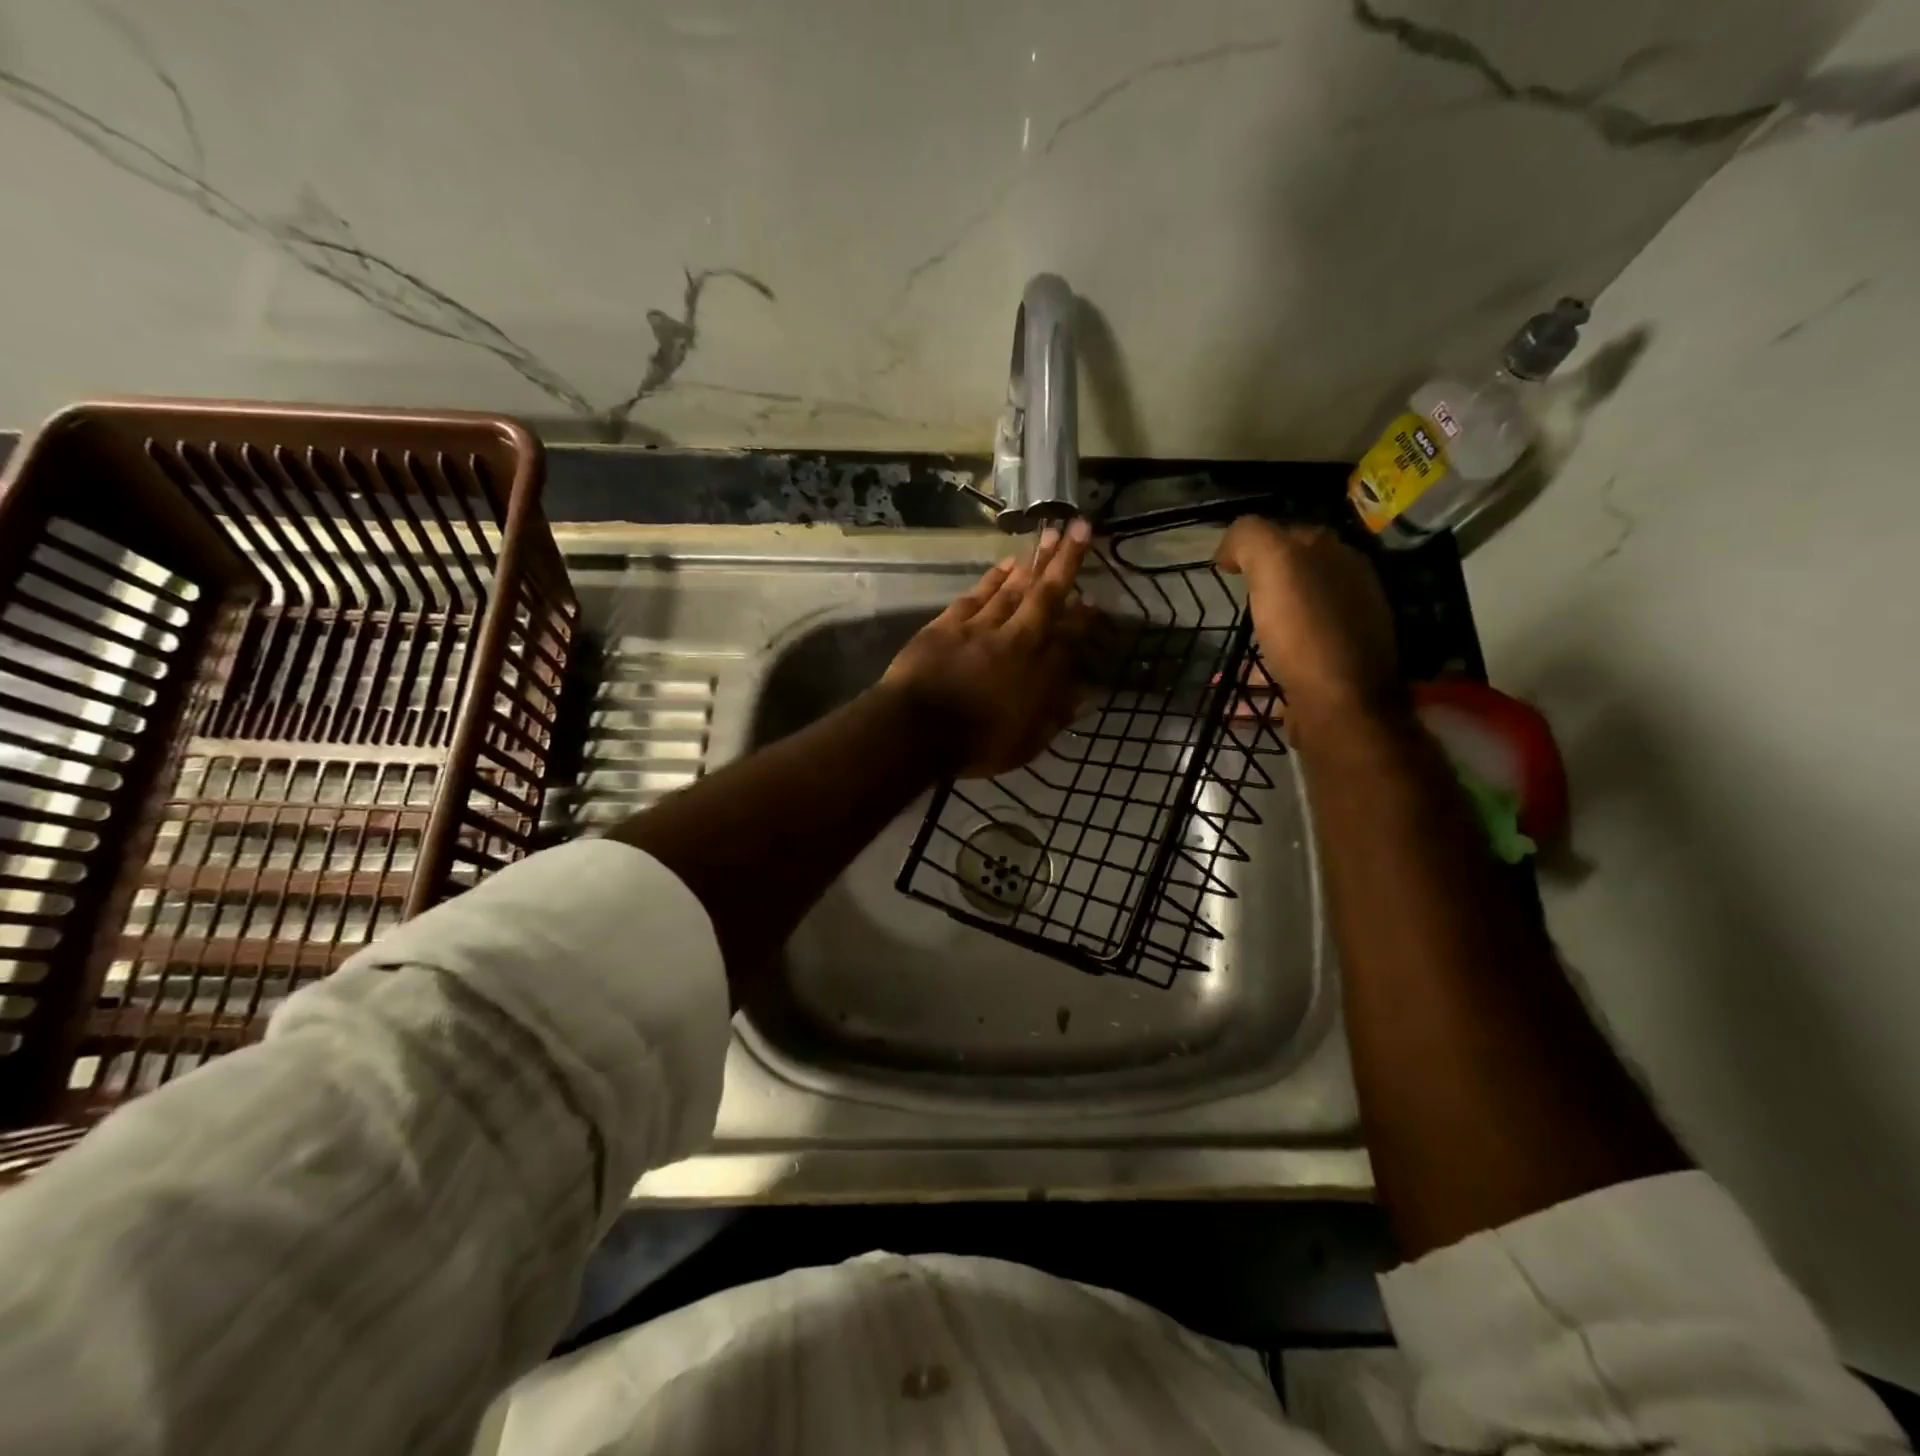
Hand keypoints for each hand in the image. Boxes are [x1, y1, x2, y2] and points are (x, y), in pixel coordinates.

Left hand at [883, 519, 1092, 777]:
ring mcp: (979, 627)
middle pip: (1044, 595)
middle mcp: (1015, 639)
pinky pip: (977, 594)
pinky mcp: (948, 624)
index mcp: (1036, 671)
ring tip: (1047, 536)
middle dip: (1064, 561)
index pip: (1068, 636)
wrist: (916, 729)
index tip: (1094, 599)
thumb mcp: (1025, 743)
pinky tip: (1005, 564)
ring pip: (1011, 588)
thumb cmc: (975, 744)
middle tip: (1076, 526)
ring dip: (1031, 562)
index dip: (1082, 617)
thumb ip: (1055, 716)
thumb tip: (1083, 694)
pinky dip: (993, 578)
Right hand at [1215, 518, 1400, 747]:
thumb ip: (1250, 538)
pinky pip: (1290, 666)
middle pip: (1296, 581)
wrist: (1338, 705)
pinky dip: (1264, 672)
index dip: (1256, 545)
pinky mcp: (1333, 678)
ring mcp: (1345, 638)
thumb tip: (1229, 548)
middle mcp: (1351, 593)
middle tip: (1230, 601)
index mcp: (1341, 559)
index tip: (1224, 567)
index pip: (1294, 535)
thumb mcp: (1274, 563)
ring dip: (1264, 631)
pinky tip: (1240, 689)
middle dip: (1262, 587)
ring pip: (1294, 624)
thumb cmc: (1305, 630)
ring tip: (1231, 647)